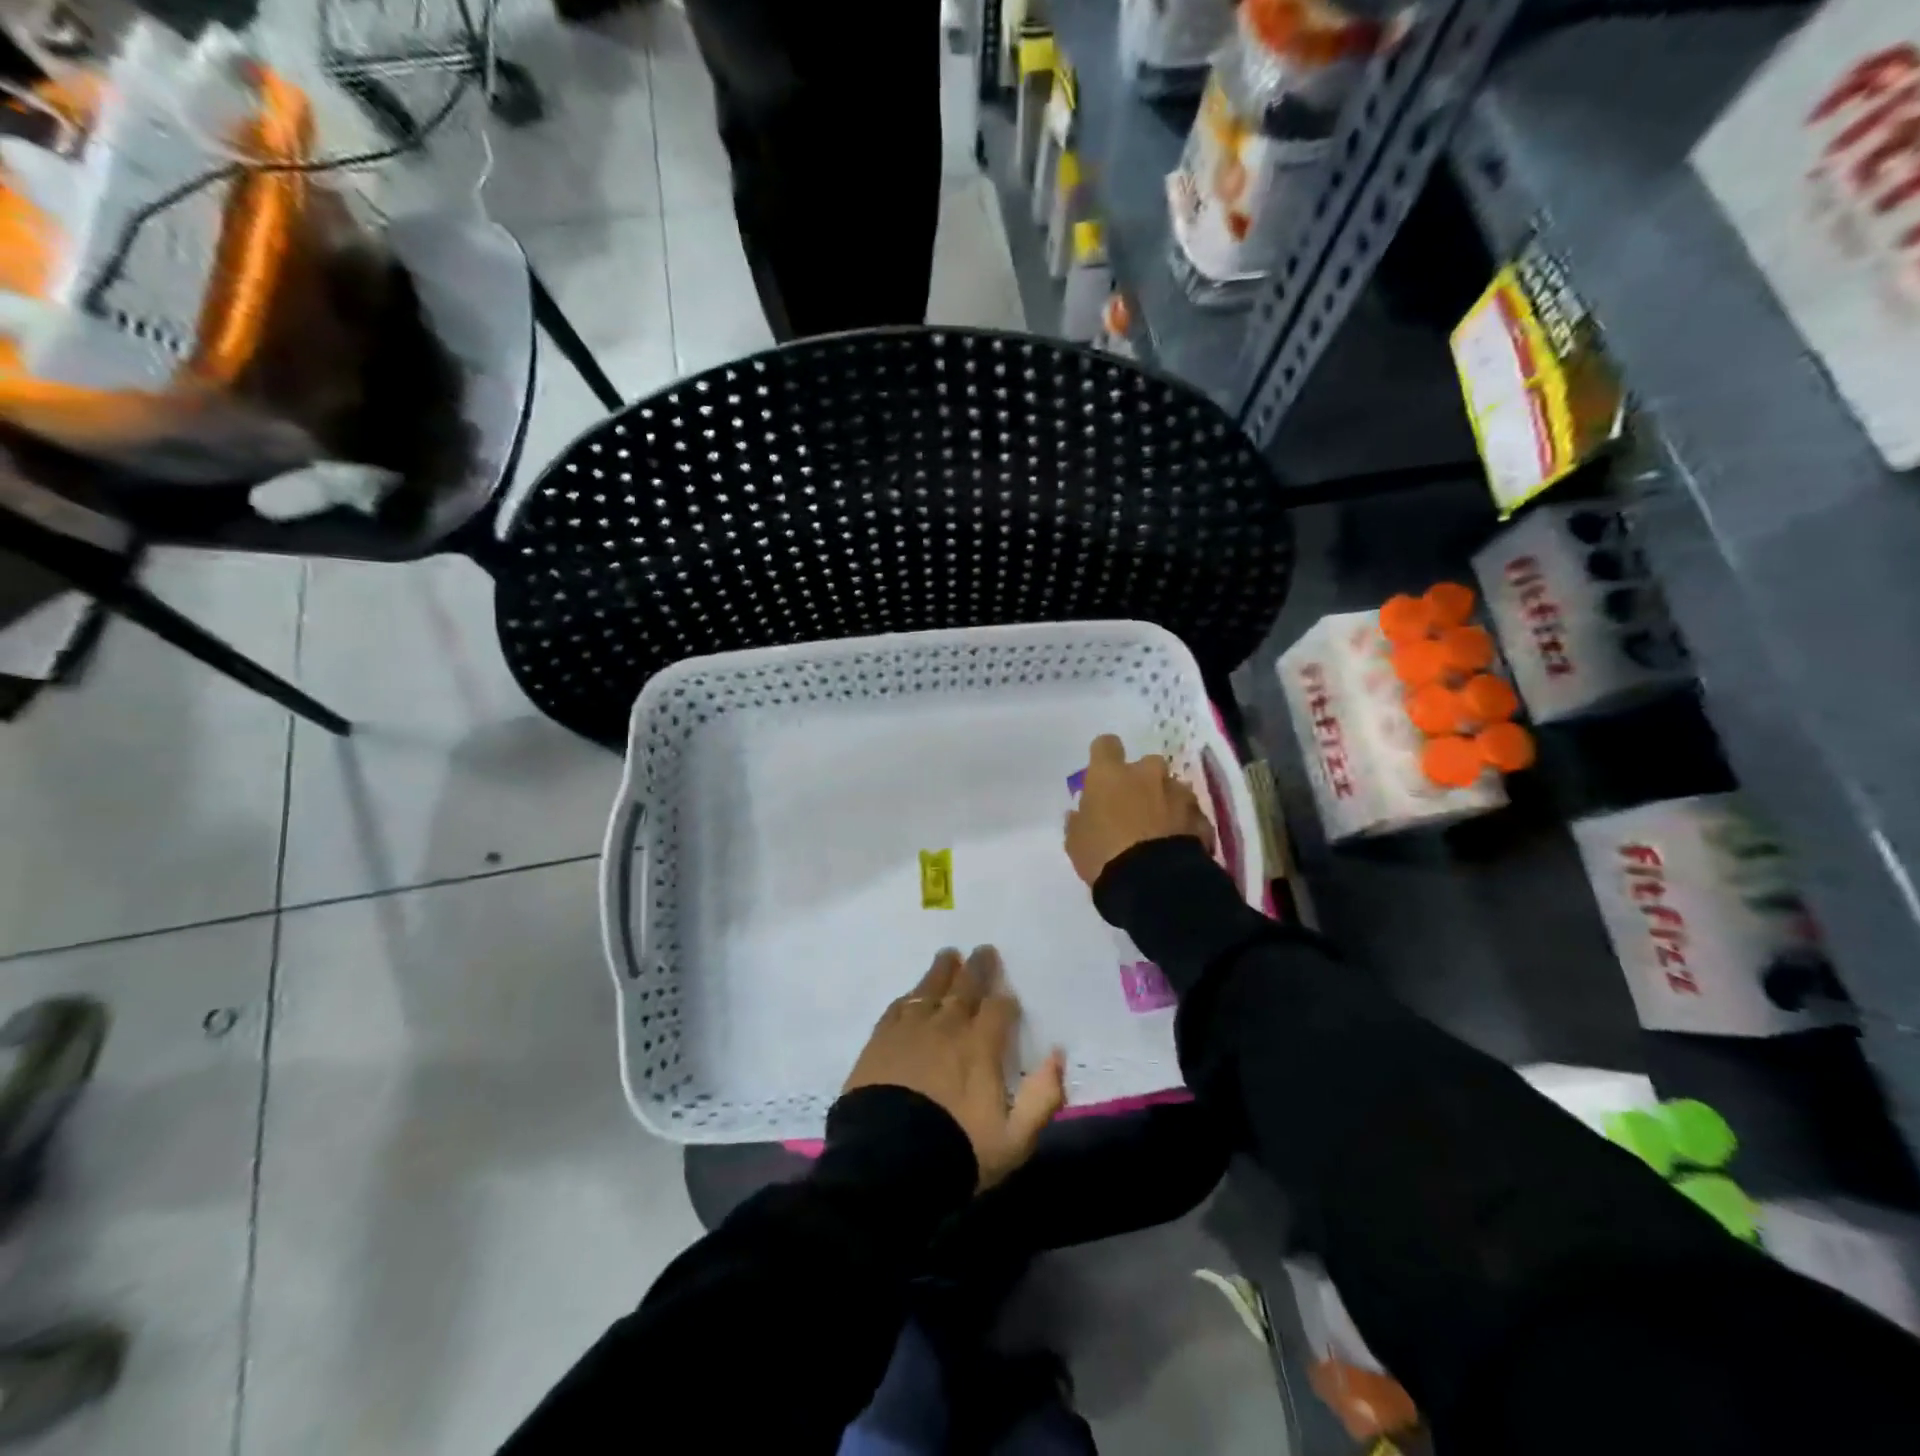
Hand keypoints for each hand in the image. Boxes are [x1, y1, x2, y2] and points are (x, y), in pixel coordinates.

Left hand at [844, 947, 1065, 1189]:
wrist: (888, 1162)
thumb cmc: (957, 1150)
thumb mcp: (1014, 1139)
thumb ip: (1042, 1097)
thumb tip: (1057, 1056)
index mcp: (981, 1046)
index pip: (998, 1009)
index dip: (1005, 1000)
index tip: (1007, 995)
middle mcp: (947, 1026)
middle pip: (965, 987)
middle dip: (977, 969)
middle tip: (982, 950)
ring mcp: (911, 1030)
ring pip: (930, 989)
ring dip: (942, 971)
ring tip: (949, 955)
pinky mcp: (880, 1040)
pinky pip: (899, 1006)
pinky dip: (910, 996)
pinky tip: (913, 993)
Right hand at [1065, 733, 1214, 886]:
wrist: (1153, 882)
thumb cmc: (1103, 855)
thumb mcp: (1075, 841)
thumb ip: (1078, 821)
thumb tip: (1080, 812)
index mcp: (1110, 774)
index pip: (1105, 745)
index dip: (1103, 756)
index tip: (1101, 774)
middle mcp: (1146, 774)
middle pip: (1145, 765)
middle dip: (1141, 782)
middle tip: (1132, 808)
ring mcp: (1178, 793)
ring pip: (1170, 788)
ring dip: (1164, 802)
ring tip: (1158, 831)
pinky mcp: (1200, 816)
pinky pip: (1189, 814)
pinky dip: (1183, 824)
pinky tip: (1175, 846)